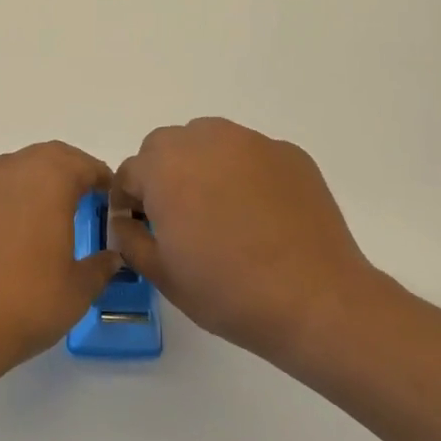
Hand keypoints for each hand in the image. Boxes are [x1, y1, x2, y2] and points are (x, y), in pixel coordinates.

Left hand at [0, 141, 122, 378]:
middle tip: (75, 201)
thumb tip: (111, 257)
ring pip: (5, 173)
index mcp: (48, 181)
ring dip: (24, 187)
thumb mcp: (78, 291)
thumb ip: (100, 267)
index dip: (98, 177)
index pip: (81, 164)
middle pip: (42, 158)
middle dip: (62, 173)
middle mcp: (7, 171)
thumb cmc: (25, 304)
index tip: (106, 194)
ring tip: (31, 221)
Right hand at [110, 117, 402, 367]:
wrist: (315, 300)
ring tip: (220, 210)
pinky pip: (251, 155)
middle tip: (177, 217)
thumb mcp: (162, 274)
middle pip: (167, 146)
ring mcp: (252, 143)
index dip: (128, 202)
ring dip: (202, 166)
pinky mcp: (290, 154)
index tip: (139, 228)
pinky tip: (259, 214)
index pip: (130, 172)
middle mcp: (206, 140)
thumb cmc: (228, 290)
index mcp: (166, 167)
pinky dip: (244, 174)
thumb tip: (125, 222)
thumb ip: (131, 238)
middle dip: (163, 175)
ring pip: (210, 141)